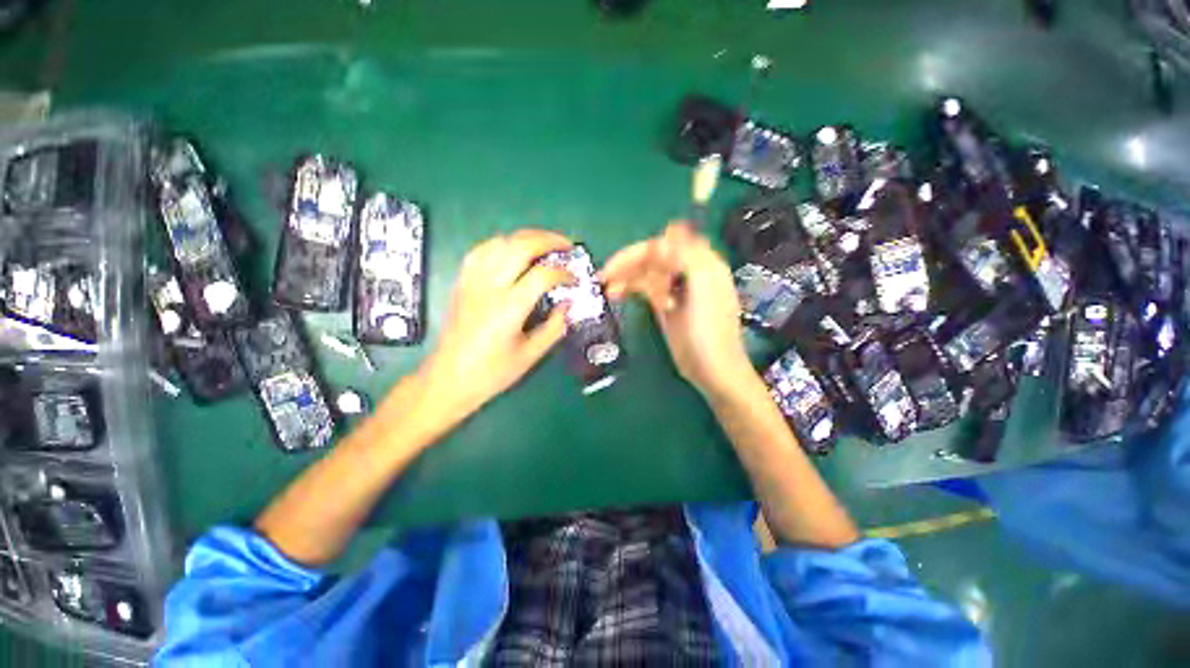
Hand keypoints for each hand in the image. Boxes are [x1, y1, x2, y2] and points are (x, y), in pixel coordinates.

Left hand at [417, 229, 574, 422]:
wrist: (449, 378)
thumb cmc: (492, 372)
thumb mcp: (530, 355)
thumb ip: (554, 327)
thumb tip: (569, 304)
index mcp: (508, 308)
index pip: (542, 275)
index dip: (564, 273)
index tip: (575, 279)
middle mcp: (489, 287)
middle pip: (520, 246)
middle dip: (548, 240)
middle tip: (567, 246)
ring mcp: (472, 281)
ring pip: (500, 242)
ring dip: (526, 237)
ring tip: (544, 245)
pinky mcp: (462, 282)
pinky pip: (482, 250)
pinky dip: (502, 244)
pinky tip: (513, 251)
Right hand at [602, 223, 752, 399]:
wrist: (712, 370)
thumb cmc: (708, 331)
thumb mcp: (703, 287)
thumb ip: (686, 255)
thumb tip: (661, 238)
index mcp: (701, 262)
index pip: (663, 245)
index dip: (638, 252)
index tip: (615, 267)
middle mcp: (688, 270)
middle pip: (653, 257)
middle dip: (629, 264)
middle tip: (604, 277)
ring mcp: (676, 288)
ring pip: (647, 273)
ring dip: (627, 277)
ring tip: (608, 291)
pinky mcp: (667, 304)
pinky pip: (647, 288)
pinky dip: (633, 288)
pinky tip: (618, 295)